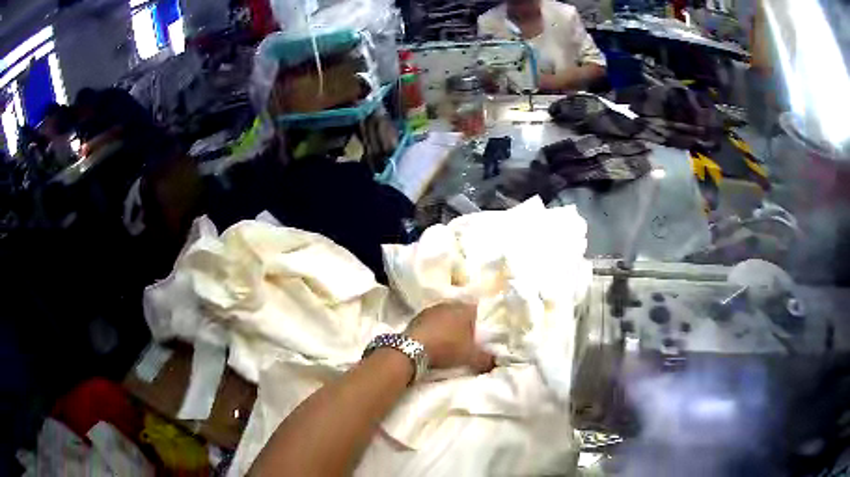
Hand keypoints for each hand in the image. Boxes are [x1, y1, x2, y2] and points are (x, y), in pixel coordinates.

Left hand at [407, 302, 493, 372]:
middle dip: (465, 323)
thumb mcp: (470, 357)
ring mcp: (431, 309)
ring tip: (451, 339)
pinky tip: (435, 340)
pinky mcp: (417, 317)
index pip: (478, 310)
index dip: (481, 321)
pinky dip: (435, 328)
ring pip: (446, 315)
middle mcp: (448, 304)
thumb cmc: (446, 348)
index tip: (483, 332)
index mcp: (464, 309)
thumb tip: (497, 362)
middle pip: (461, 312)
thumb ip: (486, 358)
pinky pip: (432, 321)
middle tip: (468, 337)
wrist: (412, 349)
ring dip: (448, 325)